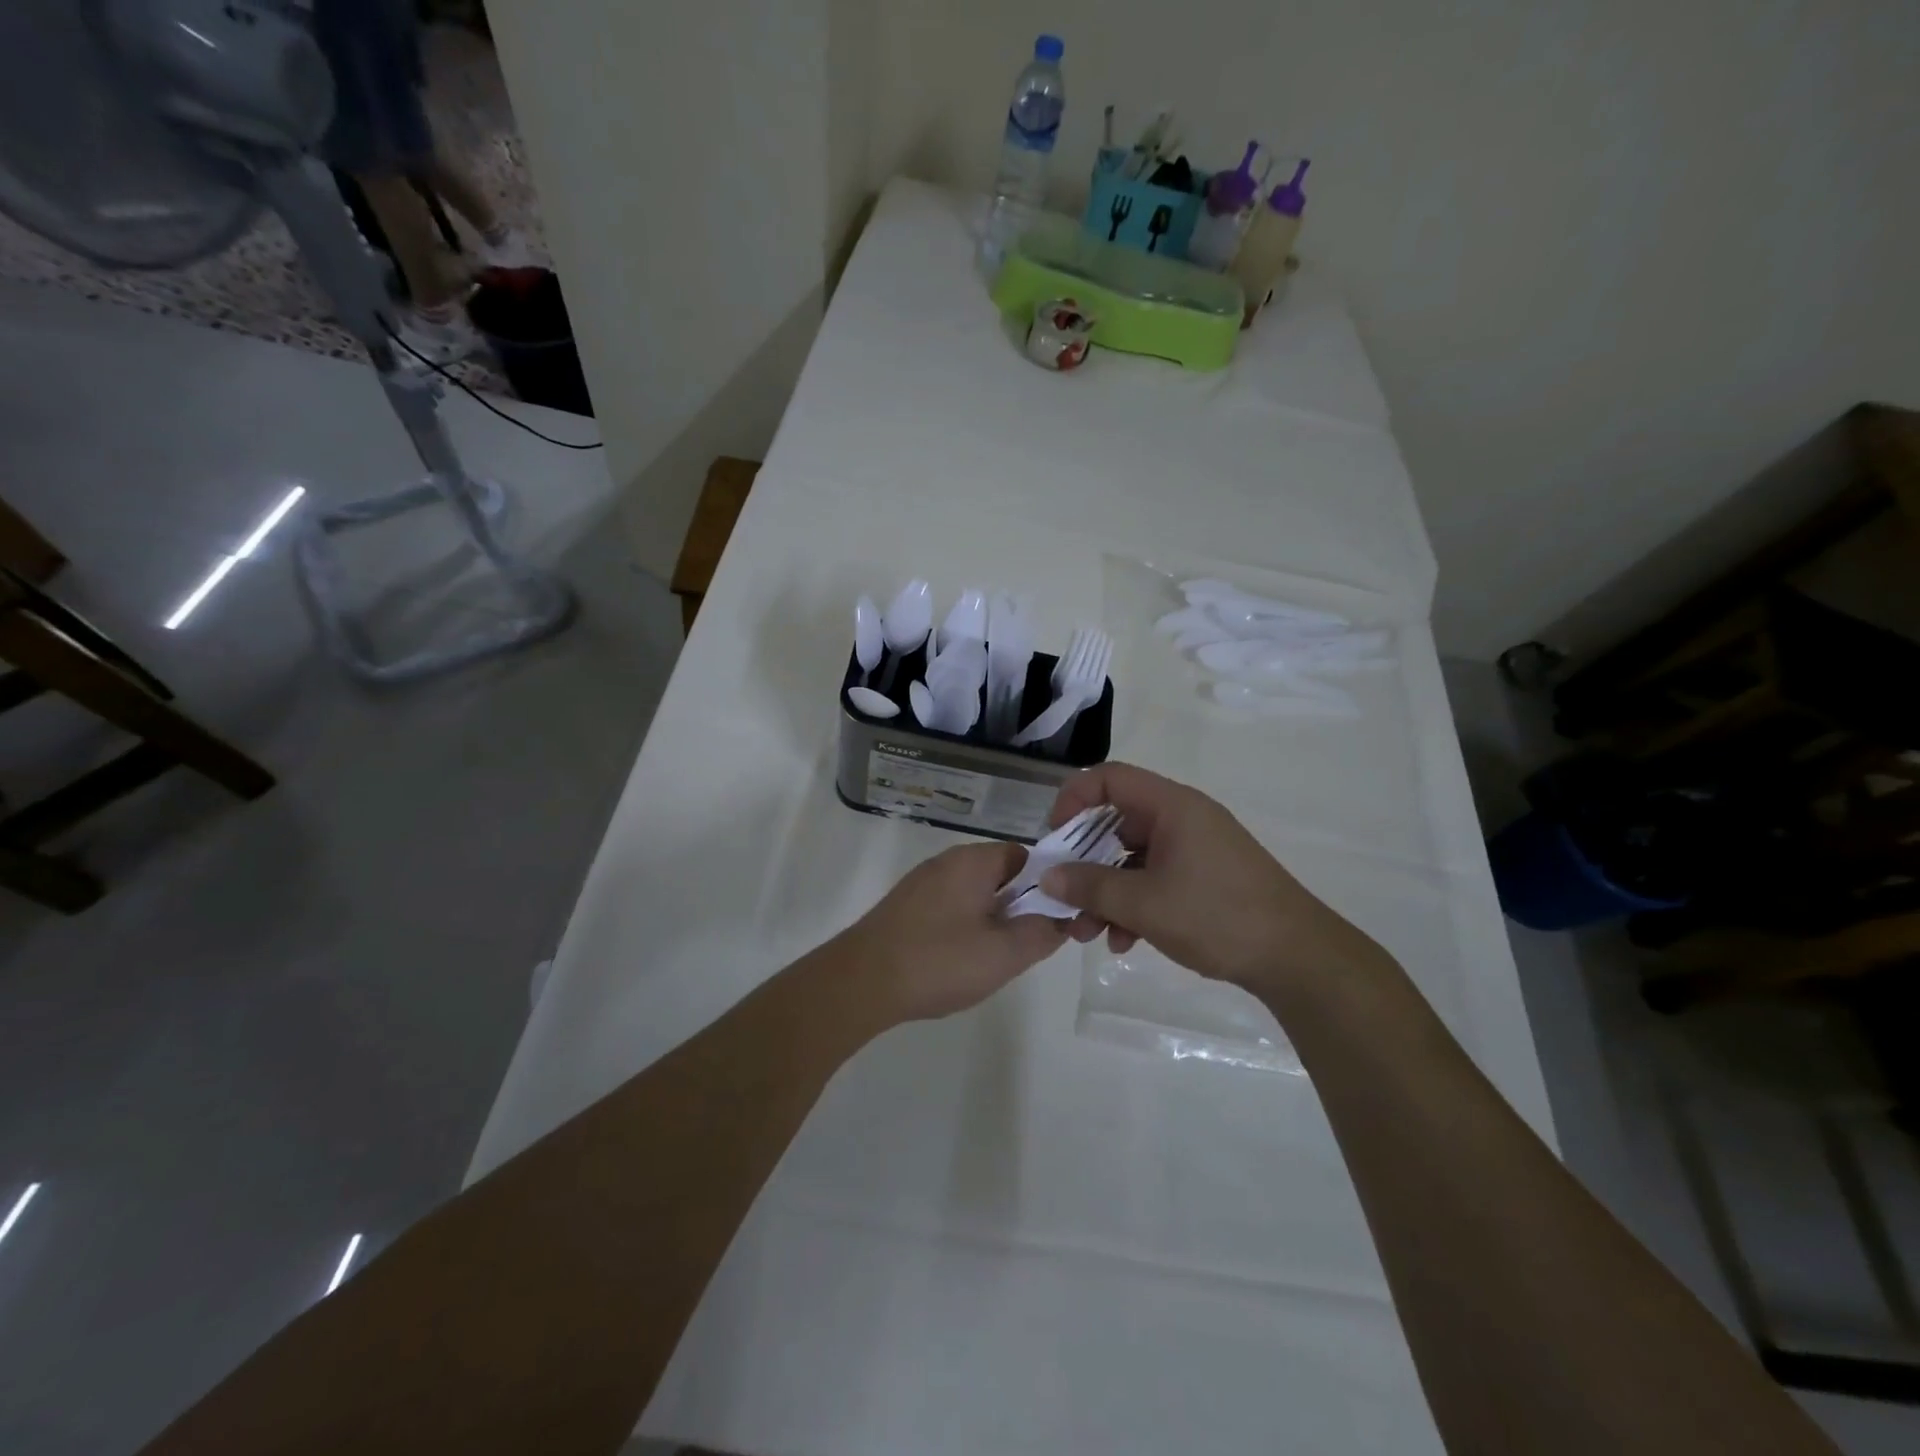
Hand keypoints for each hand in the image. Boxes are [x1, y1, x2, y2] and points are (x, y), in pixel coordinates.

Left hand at [835, 842, 1067, 1022]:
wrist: (860, 982)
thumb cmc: (938, 961)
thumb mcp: (1004, 953)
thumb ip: (1042, 933)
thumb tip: (1061, 919)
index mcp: (973, 861)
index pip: (1025, 856)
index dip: (1047, 884)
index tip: (1056, 918)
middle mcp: (947, 861)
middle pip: (1000, 874)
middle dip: (1020, 906)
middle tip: (1027, 944)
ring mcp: (922, 883)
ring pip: (974, 893)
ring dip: (992, 919)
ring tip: (995, 957)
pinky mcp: (905, 906)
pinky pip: (949, 906)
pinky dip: (964, 926)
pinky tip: (960, 960)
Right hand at [1041, 763, 1382, 999]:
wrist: (1297, 957)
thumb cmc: (1217, 916)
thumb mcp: (1144, 903)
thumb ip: (1090, 887)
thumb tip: (1047, 877)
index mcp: (1171, 806)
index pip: (1109, 779)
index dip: (1073, 799)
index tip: (1053, 839)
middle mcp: (1181, 819)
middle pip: (1115, 823)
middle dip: (1083, 863)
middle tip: (1063, 896)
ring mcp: (1194, 849)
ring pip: (1131, 859)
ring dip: (1104, 892)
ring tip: (1087, 933)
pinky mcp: (1203, 878)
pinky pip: (1153, 879)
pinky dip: (1133, 905)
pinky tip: (1124, 942)